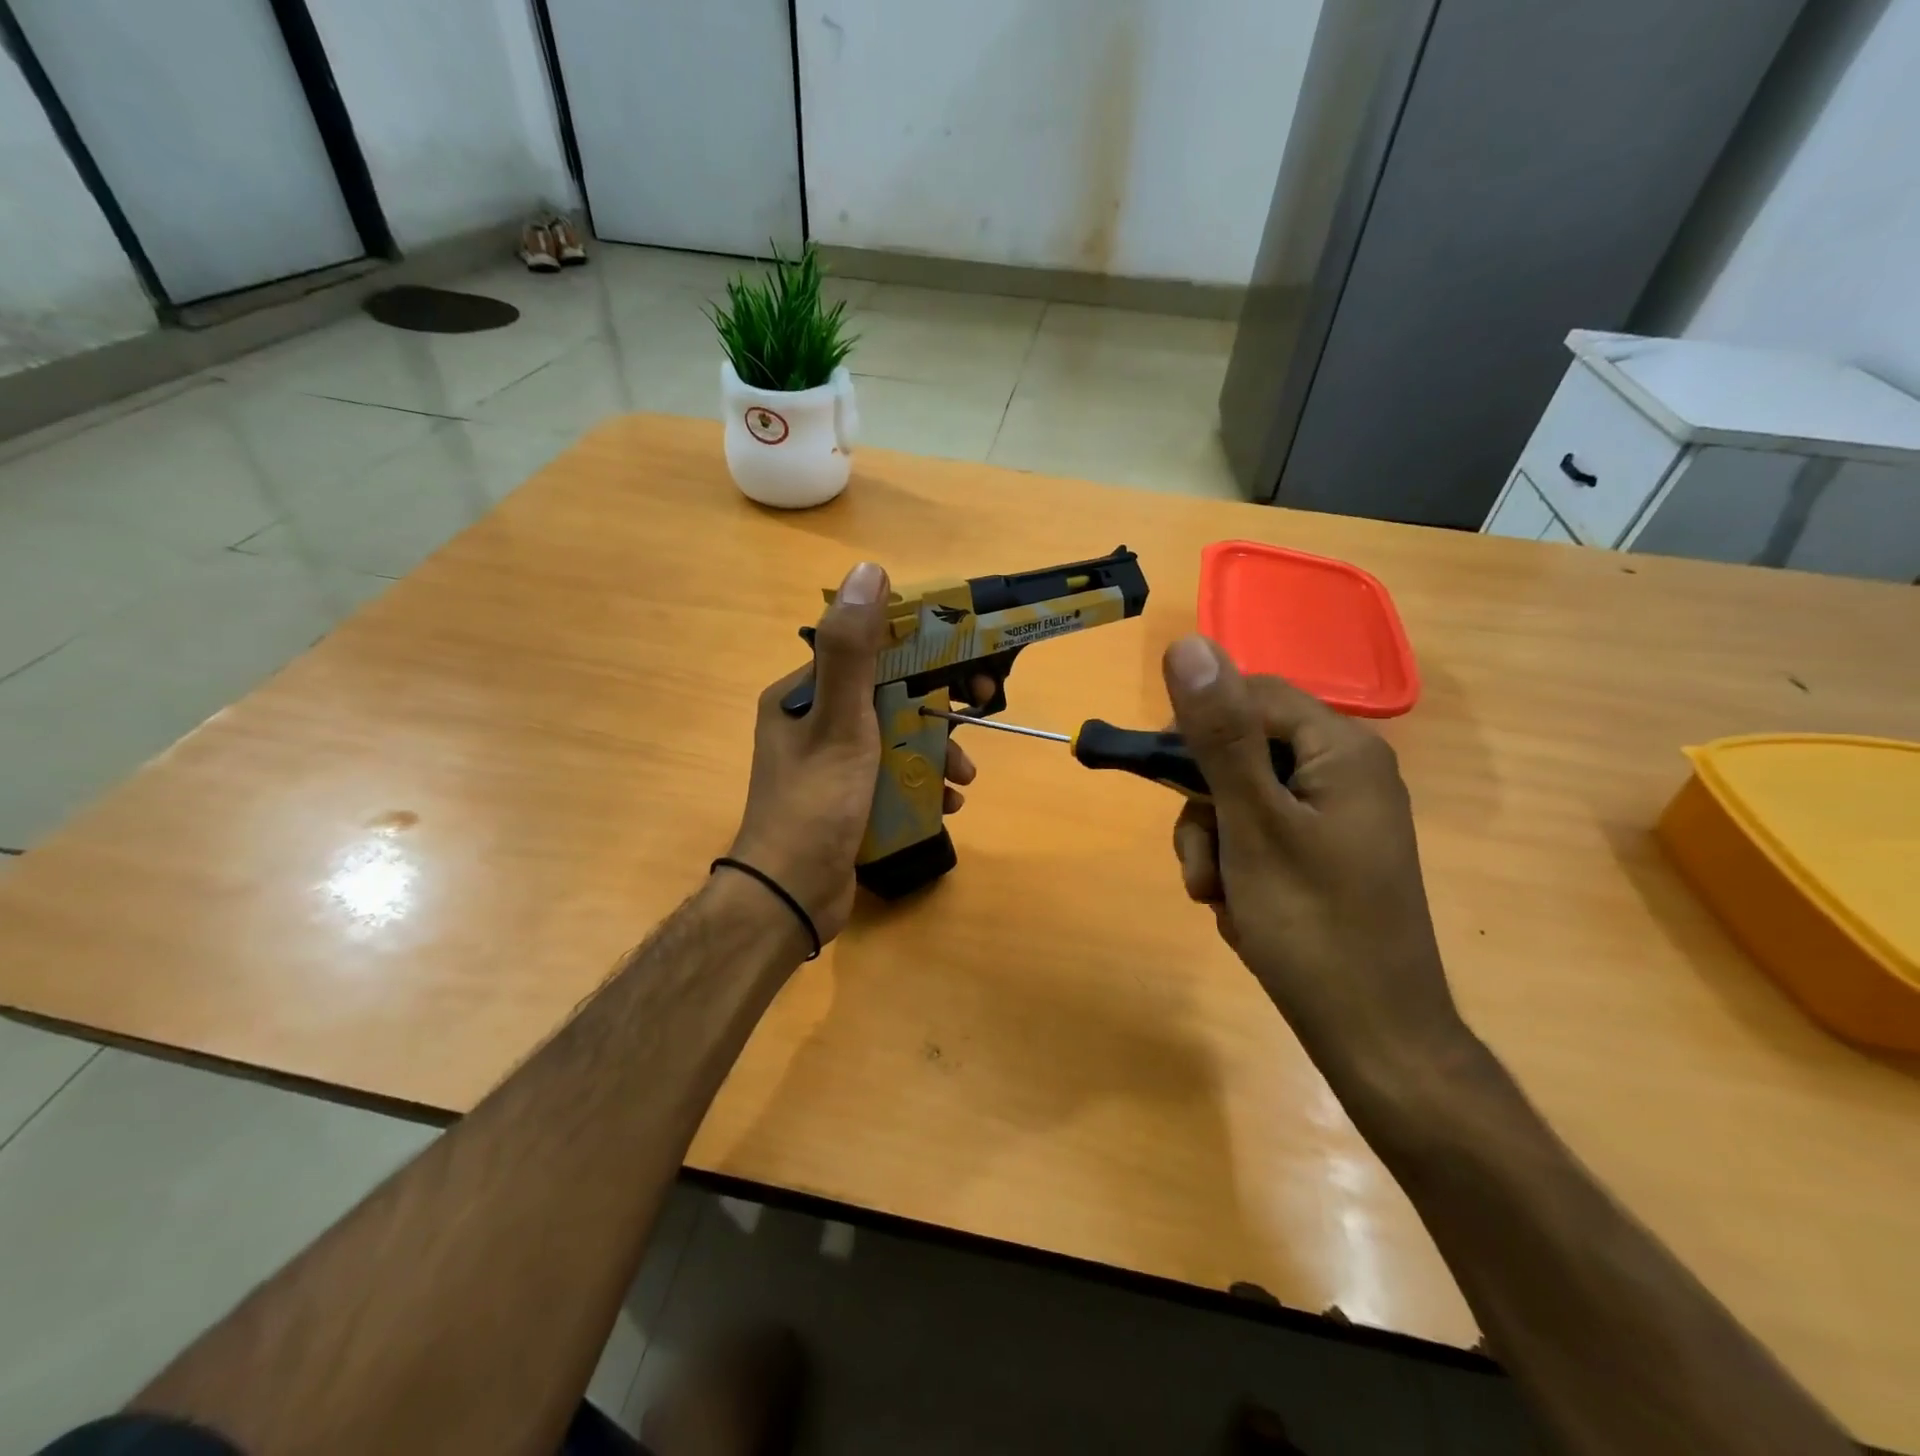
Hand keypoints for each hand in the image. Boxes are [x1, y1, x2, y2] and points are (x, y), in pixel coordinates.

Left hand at [726, 562, 978, 944]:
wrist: (791, 897)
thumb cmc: (816, 804)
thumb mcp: (840, 721)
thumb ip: (853, 650)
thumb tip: (868, 571)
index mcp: (802, 695)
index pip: (869, 653)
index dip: (921, 653)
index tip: (961, 666)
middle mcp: (814, 722)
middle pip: (889, 697)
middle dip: (936, 711)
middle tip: (977, 716)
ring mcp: (830, 764)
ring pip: (896, 739)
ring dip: (935, 752)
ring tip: (963, 778)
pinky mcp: (846, 799)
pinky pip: (892, 776)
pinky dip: (922, 784)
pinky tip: (947, 804)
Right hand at [1161, 635, 1466, 1081]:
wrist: (1375, 1039)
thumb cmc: (1313, 927)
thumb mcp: (1252, 824)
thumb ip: (1219, 734)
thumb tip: (1187, 644)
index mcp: (1342, 749)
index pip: (1249, 696)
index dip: (1197, 731)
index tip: (1160, 780)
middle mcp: (1346, 771)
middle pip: (1240, 751)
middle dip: (1205, 809)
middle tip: (1202, 867)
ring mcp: (1337, 816)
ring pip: (1239, 799)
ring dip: (1213, 847)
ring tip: (1220, 900)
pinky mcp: (1325, 854)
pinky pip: (1258, 835)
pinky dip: (1236, 869)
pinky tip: (1240, 912)